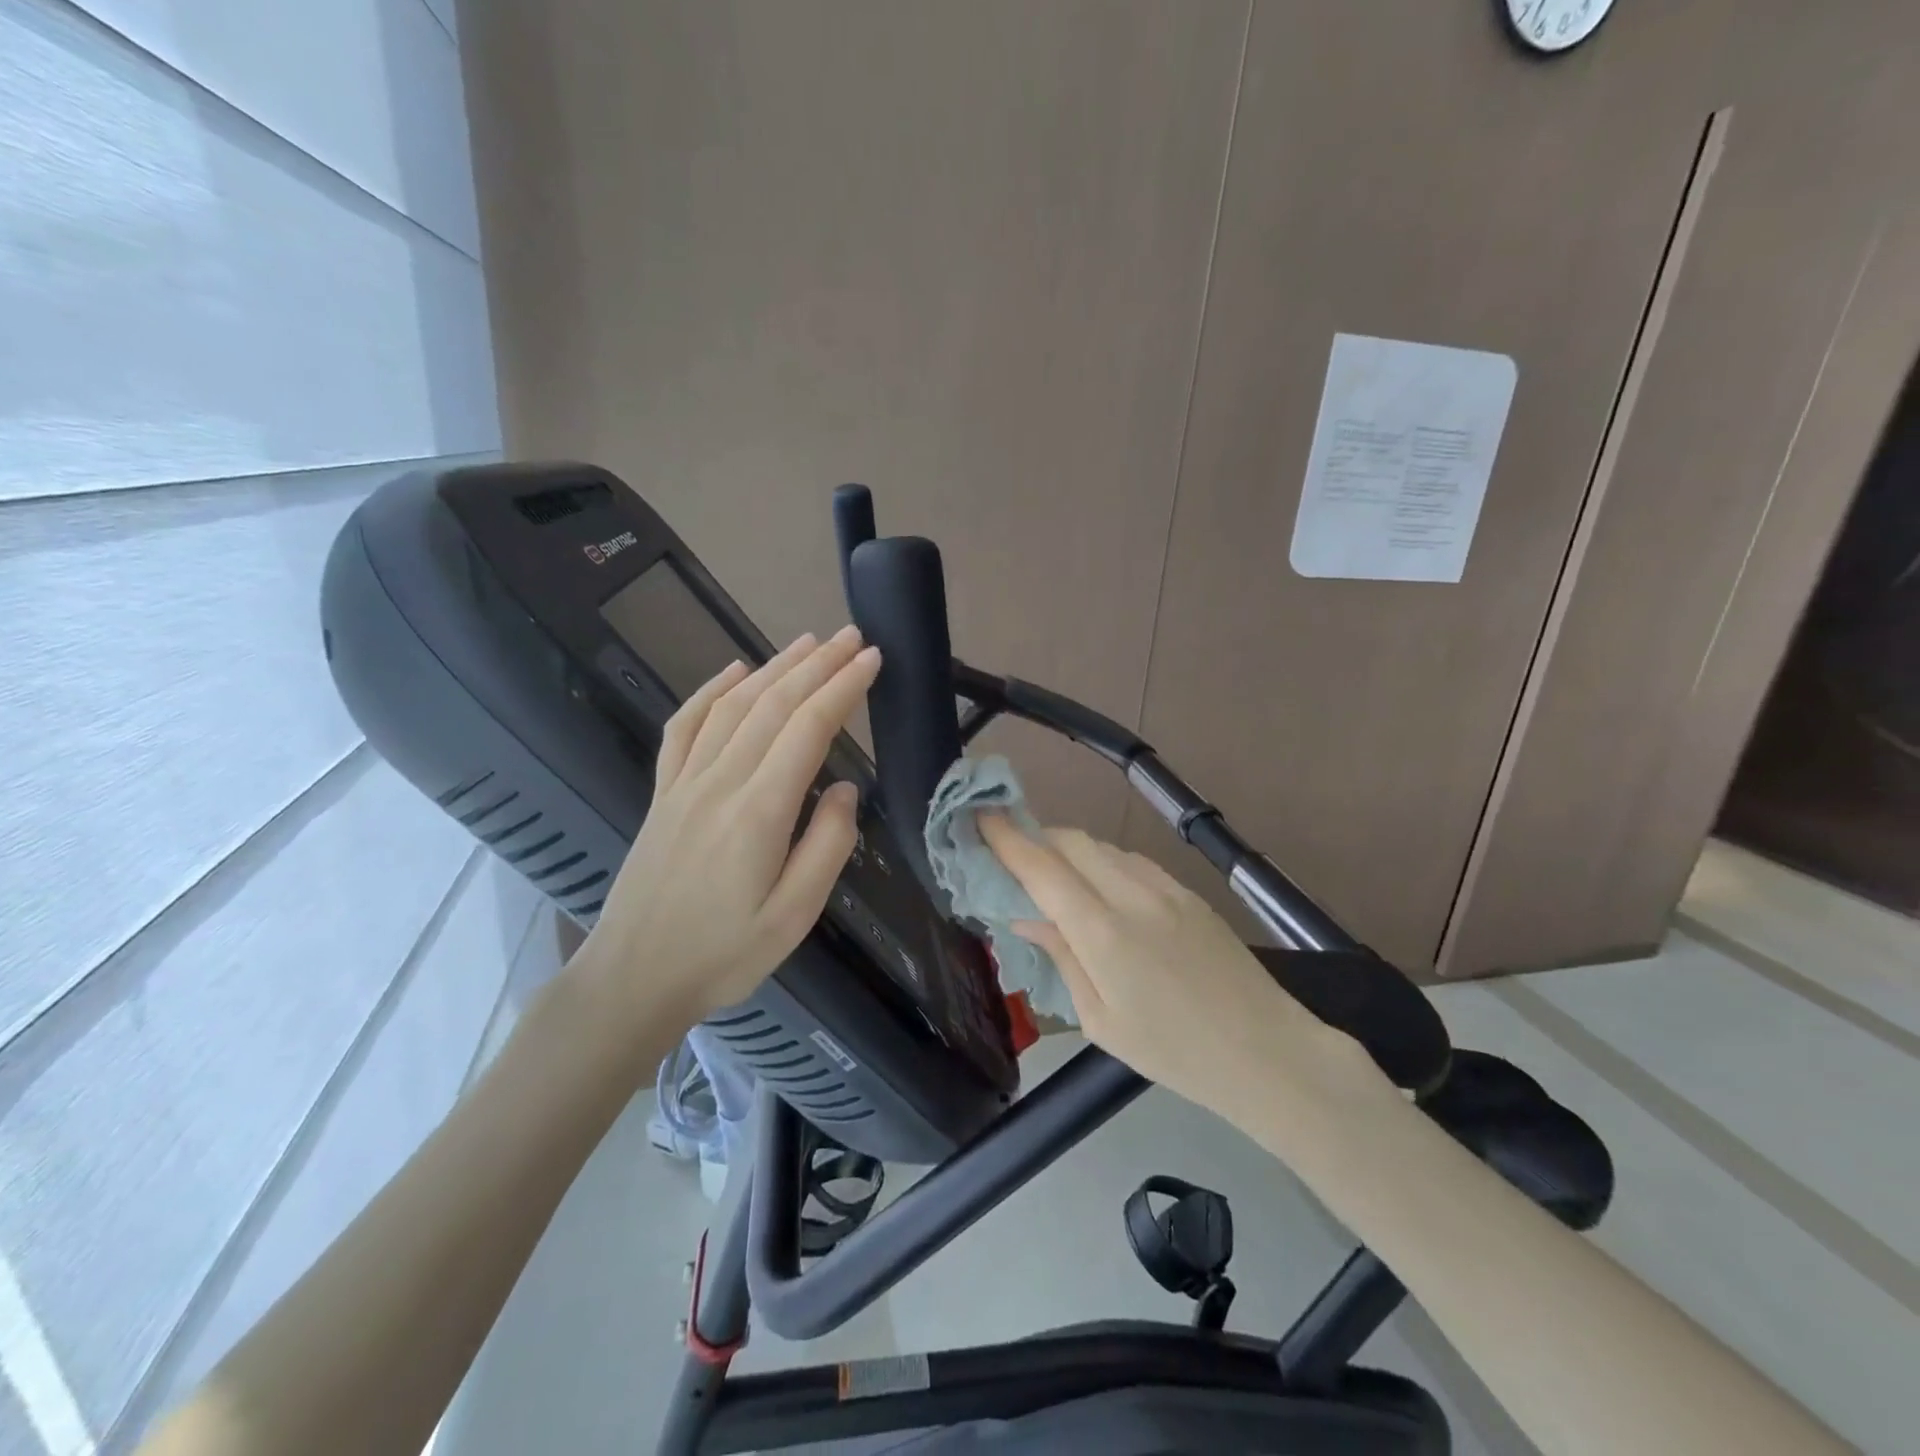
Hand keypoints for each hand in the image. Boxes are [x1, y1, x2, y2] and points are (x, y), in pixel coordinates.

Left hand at [577, 627, 880, 1032]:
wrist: (634, 977)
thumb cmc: (724, 953)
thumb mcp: (795, 915)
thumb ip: (827, 846)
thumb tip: (842, 788)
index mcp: (759, 811)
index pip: (808, 728)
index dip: (842, 688)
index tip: (871, 659)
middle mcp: (719, 781)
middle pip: (773, 704)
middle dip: (817, 665)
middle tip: (850, 636)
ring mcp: (684, 782)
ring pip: (733, 706)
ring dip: (773, 667)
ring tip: (807, 642)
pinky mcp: (662, 792)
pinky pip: (684, 726)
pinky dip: (711, 690)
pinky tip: (733, 671)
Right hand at [979, 816, 1371, 1118]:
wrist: (1266, 1051)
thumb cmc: (1173, 1052)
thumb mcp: (1101, 1021)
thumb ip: (1062, 958)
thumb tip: (1026, 916)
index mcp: (1103, 933)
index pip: (1041, 868)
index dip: (1006, 839)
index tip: (980, 817)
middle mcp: (1132, 896)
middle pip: (1070, 842)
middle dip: (1034, 836)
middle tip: (1011, 852)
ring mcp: (1165, 888)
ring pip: (1102, 846)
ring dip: (1067, 848)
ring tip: (1050, 870)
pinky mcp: (1188, 892)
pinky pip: (1131, 860)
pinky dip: (1101, 860)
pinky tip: (1098, 884)